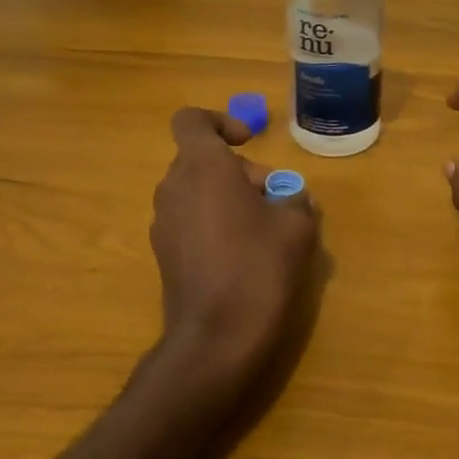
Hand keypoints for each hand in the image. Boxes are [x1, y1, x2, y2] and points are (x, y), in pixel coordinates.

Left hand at [150, 108, 320, 392]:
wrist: (216, 338)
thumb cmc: (258, 268)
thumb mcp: (296, 227)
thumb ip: (296, 199)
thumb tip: (291, 197)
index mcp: (202, 167)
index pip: (192, 120)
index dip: (220, 122)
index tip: (248, 143)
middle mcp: (173, 187)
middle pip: (202, 160)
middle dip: (240, 171)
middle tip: (274, 200)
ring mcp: (163, 222)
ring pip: (196, 191)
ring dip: (228, 198)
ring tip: (264, 230)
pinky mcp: (163, 253)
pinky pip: (190, 220)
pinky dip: (214, 223)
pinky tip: (242, 256)